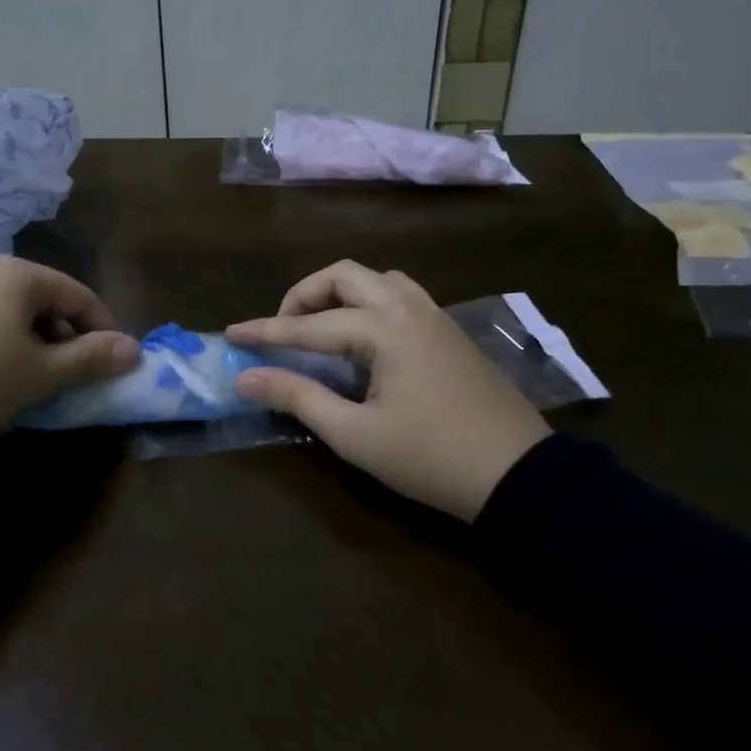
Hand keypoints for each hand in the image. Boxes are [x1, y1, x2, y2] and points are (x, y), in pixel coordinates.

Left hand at [0, 257, 139, 444]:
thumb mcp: (39, 376)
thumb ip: (91, 359)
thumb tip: (135, 350)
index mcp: (21, 275)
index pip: (82, 296)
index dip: (105, 332)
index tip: (114, 367)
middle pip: (48, 301)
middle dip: (68, 340)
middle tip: (72, 380)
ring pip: (15, 312)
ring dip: (36, 344)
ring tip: (33, 382)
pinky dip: (3, 343)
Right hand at [227, 261, 549, 521]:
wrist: (519, 476)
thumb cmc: (430, 458)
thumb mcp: (355, 434)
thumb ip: (298, 397)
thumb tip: (246, 377)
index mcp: (385, 328)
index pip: (309, 325)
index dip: (266, 331)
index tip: (230, 334)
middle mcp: (409, 307)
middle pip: (344, 275)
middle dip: (304, 295)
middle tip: (283, 330)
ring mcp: (435, 316)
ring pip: (377, 279)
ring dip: (340, 293)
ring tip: (321, 328)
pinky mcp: (451, 332)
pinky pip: (400, 295)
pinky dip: (369, 302)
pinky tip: (364, 339)